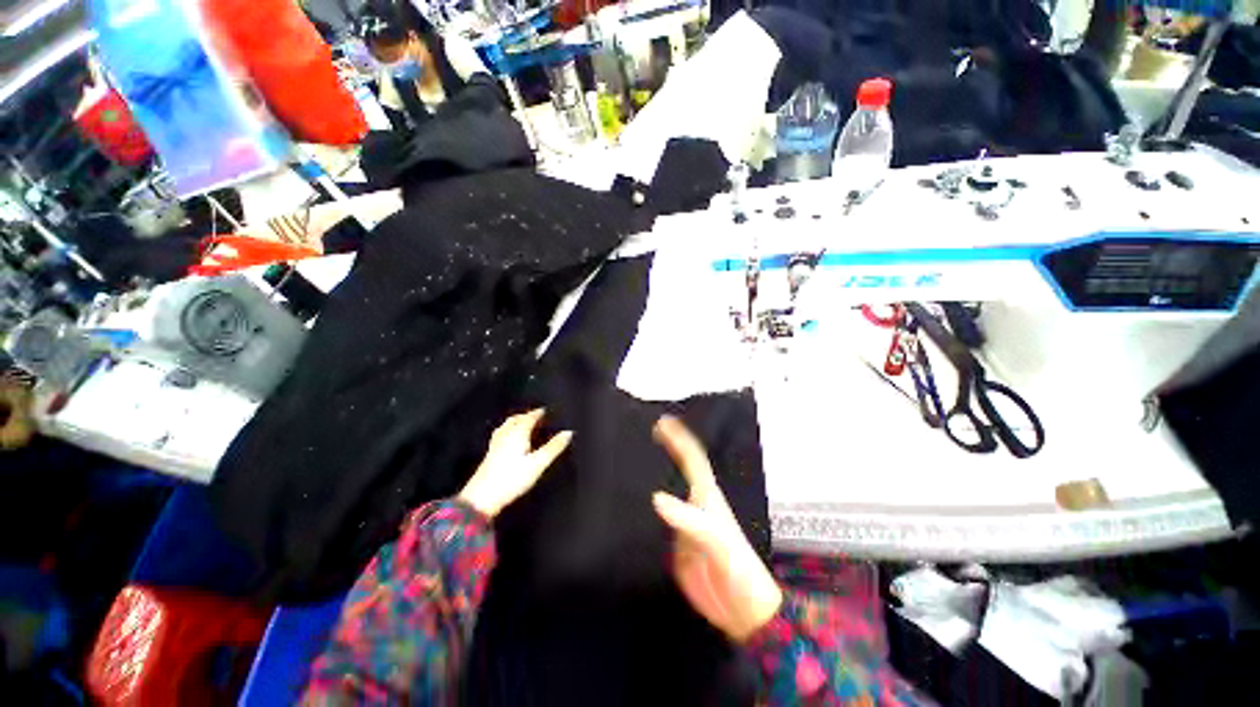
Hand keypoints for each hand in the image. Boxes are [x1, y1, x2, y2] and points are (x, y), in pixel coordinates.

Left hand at [459, 409, 572, 518]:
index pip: (529, 418)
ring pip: (505, 427)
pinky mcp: (489, 455)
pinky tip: (507, 439)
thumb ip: (553, 448)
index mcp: (518, 434)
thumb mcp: (538, 463)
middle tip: (534, 415)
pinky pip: (500, 435)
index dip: (537, 413)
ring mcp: (495, 445)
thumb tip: (568, 433)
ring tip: (521, 422)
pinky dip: (507, 431)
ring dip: (515, 421)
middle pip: (515, 420)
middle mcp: (505, 436)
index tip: (545, 410)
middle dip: (525, 415)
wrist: (482, 497)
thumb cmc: (512, 479)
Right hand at [652, 415, 782, 642]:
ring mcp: (685, 524)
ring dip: (656, 473)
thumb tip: (656, 497)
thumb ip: (688, 521)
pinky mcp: (676, 544)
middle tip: (646, 432)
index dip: (680, 439)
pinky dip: (647, 506)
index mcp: (707, 497)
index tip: (663, 422)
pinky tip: (634, 504)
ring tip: (635, 460)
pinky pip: (660, 518)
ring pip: (668, 491)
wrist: (744, 611)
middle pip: (681, 470)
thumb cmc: (738, 570)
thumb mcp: (717, 542)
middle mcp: (695, 505)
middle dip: (668, 448)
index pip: (693, 460)